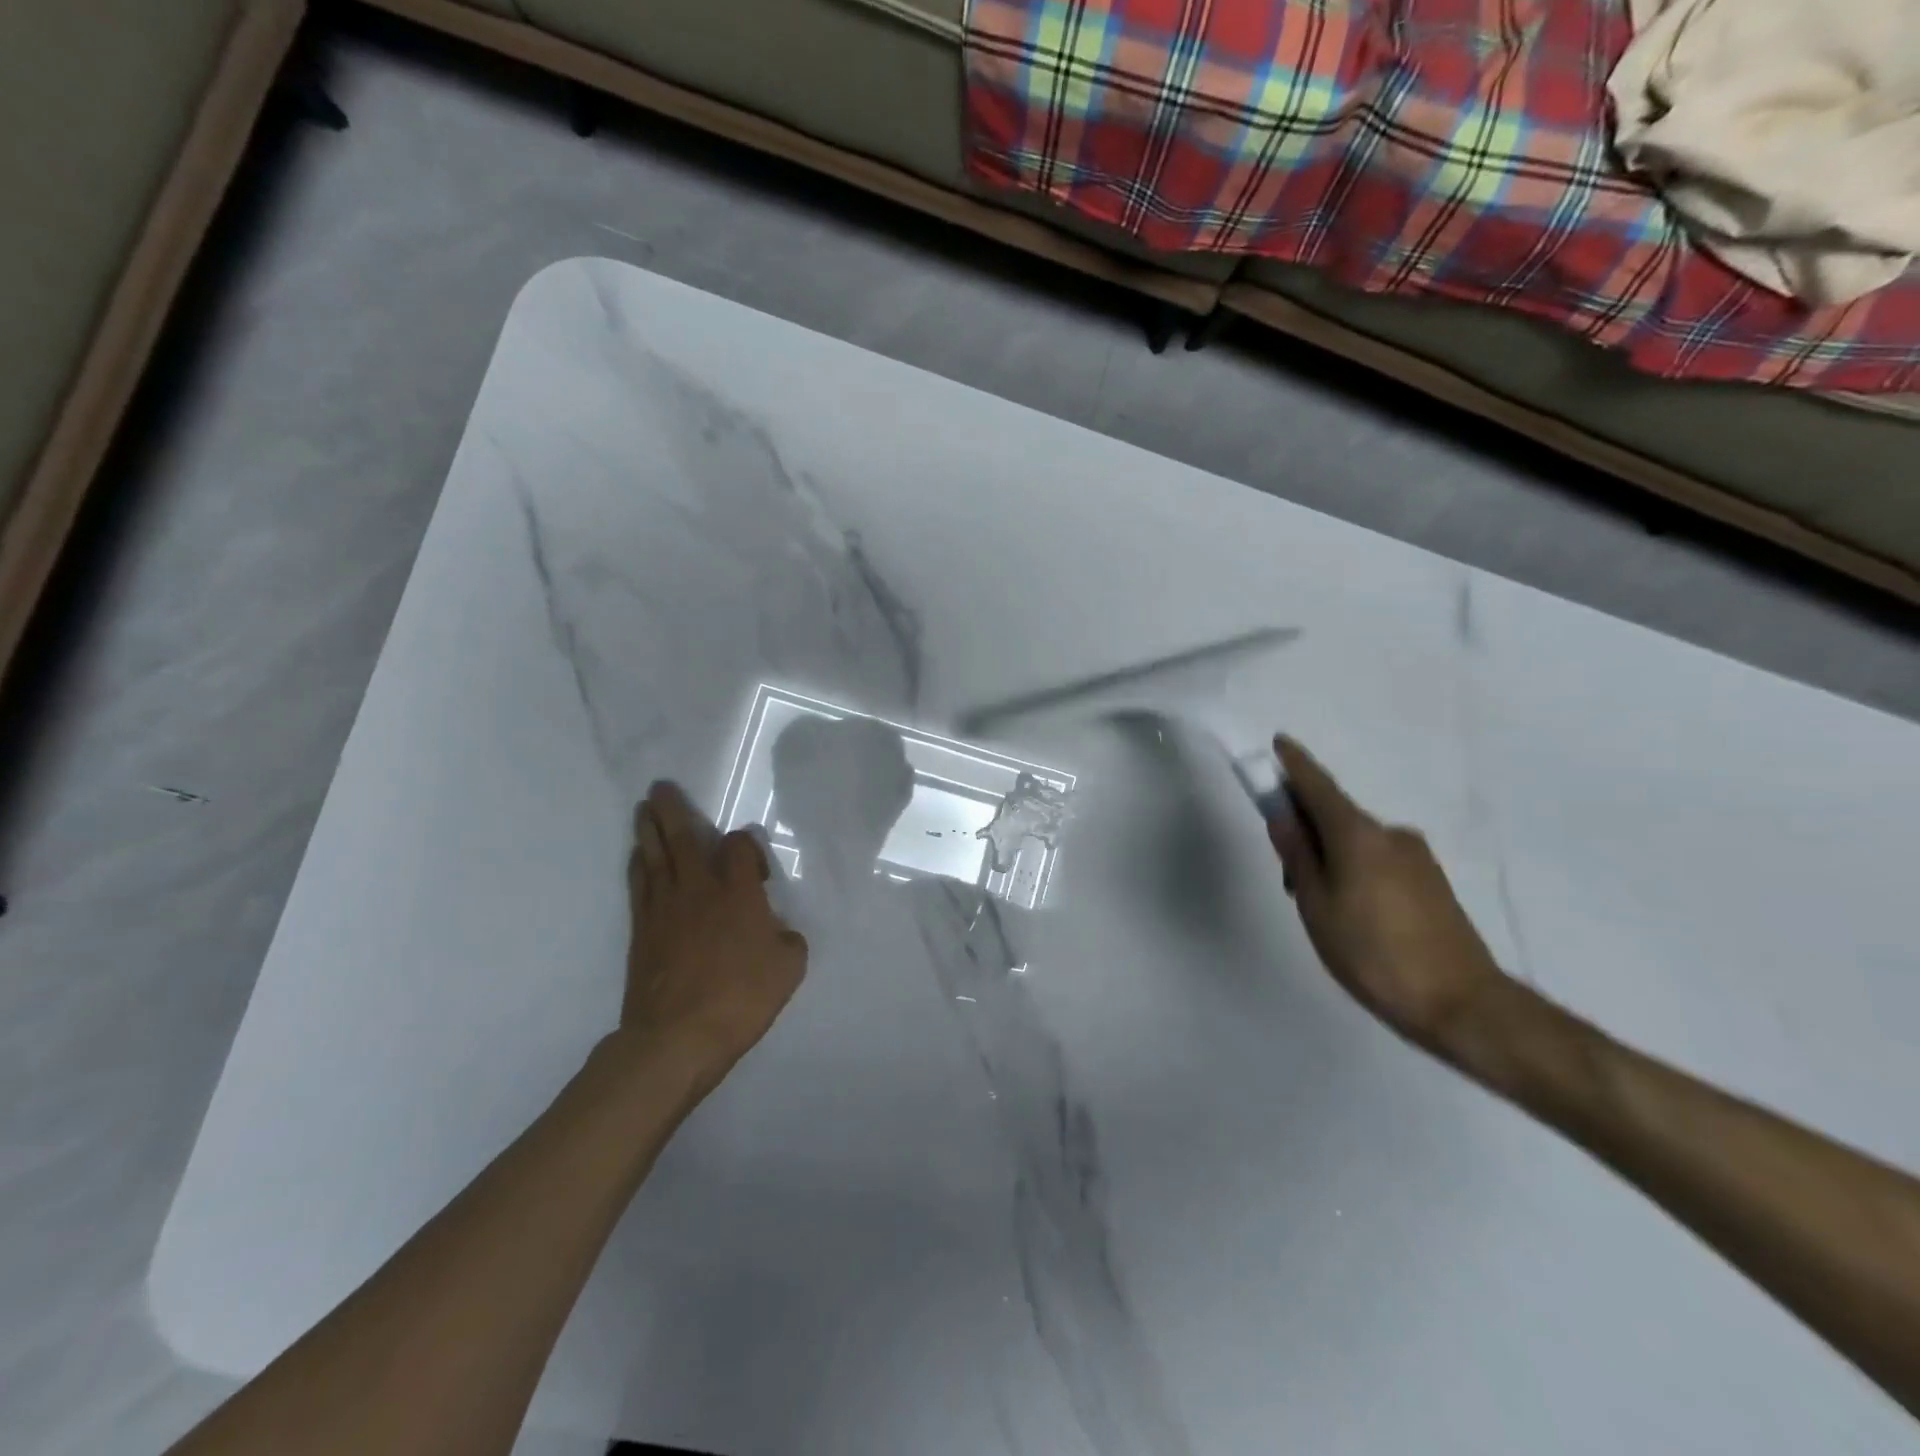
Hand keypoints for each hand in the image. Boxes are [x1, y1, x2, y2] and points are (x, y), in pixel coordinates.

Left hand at [622, 783, 807, 1086]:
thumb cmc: (741, 998)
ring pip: (654, 855)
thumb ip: (787, 939)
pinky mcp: (641, 929)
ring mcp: (665, 907)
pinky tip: (638, 855)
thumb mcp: (788, 968)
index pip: (740, 846)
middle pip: (682, 837)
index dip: (748, 846)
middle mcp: (699, 888)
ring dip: (648, 828)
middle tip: (660, 788)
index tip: (759, 871)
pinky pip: (639, 883)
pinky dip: (638, 863)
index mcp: (739, 892)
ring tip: (644, 808)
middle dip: (672, 810)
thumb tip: (776, 931)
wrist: (677, 1036)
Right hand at [1268, 737, 1507, 1057]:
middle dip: (1306, 829)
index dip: (1294, 764)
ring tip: (1322, 907)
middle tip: (1286, 873)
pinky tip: (1354, 913)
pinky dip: (1355, 869)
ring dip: (1331, 856)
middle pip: (1336, 816)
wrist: (1463, 1005)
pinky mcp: (1432, 882)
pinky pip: (1379, 860)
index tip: (1277, 743)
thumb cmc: (1373, 954)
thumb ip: (1298, 856)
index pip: (1317, 786)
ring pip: (1358, 843)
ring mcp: (1416, 857)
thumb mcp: (1317, 906)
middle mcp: (1390, 834)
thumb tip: (1283, 816)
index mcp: (1358, 835)